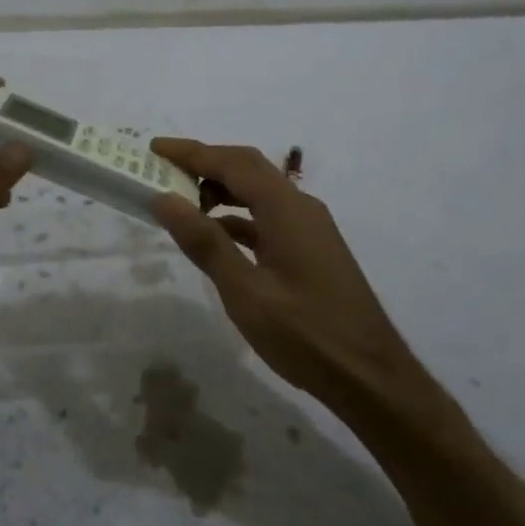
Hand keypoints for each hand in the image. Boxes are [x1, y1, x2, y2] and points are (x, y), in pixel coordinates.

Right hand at [150, 139, 448, 426]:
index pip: (233, 163)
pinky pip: (267, 218)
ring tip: (181, 203)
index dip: (192, 152)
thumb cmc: (305, 335)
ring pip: (258, 193)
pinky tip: (215, 236)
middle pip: (248, 169)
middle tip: (163, 170)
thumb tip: (165, 199)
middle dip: (205, 164)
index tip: (155, 148)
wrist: (370, 377)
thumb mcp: (245, 292)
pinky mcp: (311, 250)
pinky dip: (237, 218)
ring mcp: (309, 229)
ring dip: (220, 190)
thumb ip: (205, 243)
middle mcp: (301, 208)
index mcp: (286, 210)